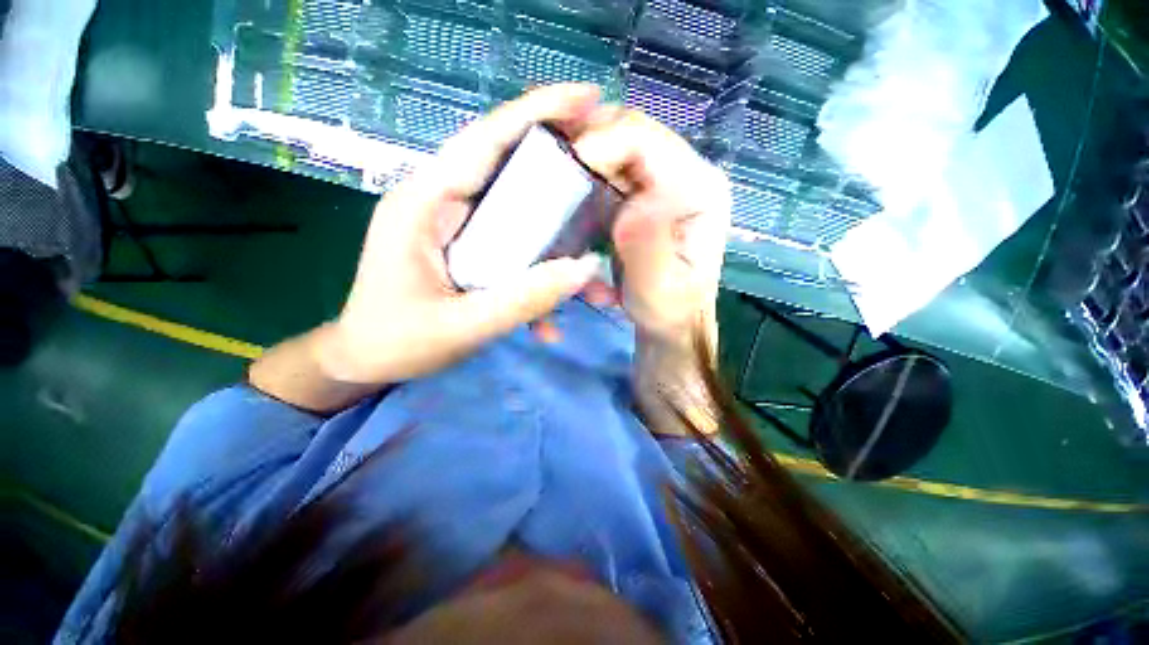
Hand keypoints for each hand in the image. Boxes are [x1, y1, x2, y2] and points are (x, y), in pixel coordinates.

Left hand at [322, 84, 603, 384]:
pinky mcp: (469, 250)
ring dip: (558, 236)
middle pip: (510, 167)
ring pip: (518, 213)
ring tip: (593, 260)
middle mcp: (443, 202)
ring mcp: (458, 227)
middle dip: (562, 165)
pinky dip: (535, 278)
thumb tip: (585, 269)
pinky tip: (548, 322)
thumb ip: (523, 300)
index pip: (486, 140)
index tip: (589, 98)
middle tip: (609, 166)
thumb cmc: (398, 342)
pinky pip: (512, 250)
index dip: (538, 113)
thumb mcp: (462, 327)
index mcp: (425, 202)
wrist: (367, 362)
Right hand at [572, 108, 730, 347]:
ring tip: (556, 177)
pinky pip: (609, 169)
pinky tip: (570, 190)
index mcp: (699, 190)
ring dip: (586, 156)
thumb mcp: (658, 289)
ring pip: (616, 146)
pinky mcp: (642, 194)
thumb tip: (629, 205)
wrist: (670, 322)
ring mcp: (662, 182)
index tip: (567, 167)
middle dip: (589, 142)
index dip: (603, 143)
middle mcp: (685, 174)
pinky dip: (587, 172)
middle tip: (554, 168)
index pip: (647, 141)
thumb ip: (647, 247)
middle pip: (631, 132)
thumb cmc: (668, 310)